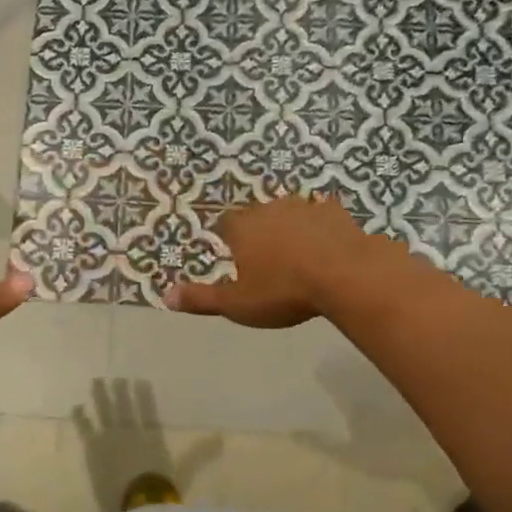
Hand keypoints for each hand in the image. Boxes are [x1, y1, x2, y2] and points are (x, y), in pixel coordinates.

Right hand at [167, 196, 379, 327]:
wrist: (345, 275)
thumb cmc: (284, 291)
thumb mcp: (237, 304)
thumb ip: (202, 299)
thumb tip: (165, 296)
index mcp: (242, 228)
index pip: (225, 224)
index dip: (227, 238)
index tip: (233, 253)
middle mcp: (268, 209)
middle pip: (257, 215)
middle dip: (259, 231)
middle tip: (266, 257)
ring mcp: (304, 206)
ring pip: (289, 212)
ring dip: (290, 227)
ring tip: (297, 252)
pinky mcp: (336, 211)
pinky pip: (322, 215)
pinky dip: (321, 227)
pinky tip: (328, 245)